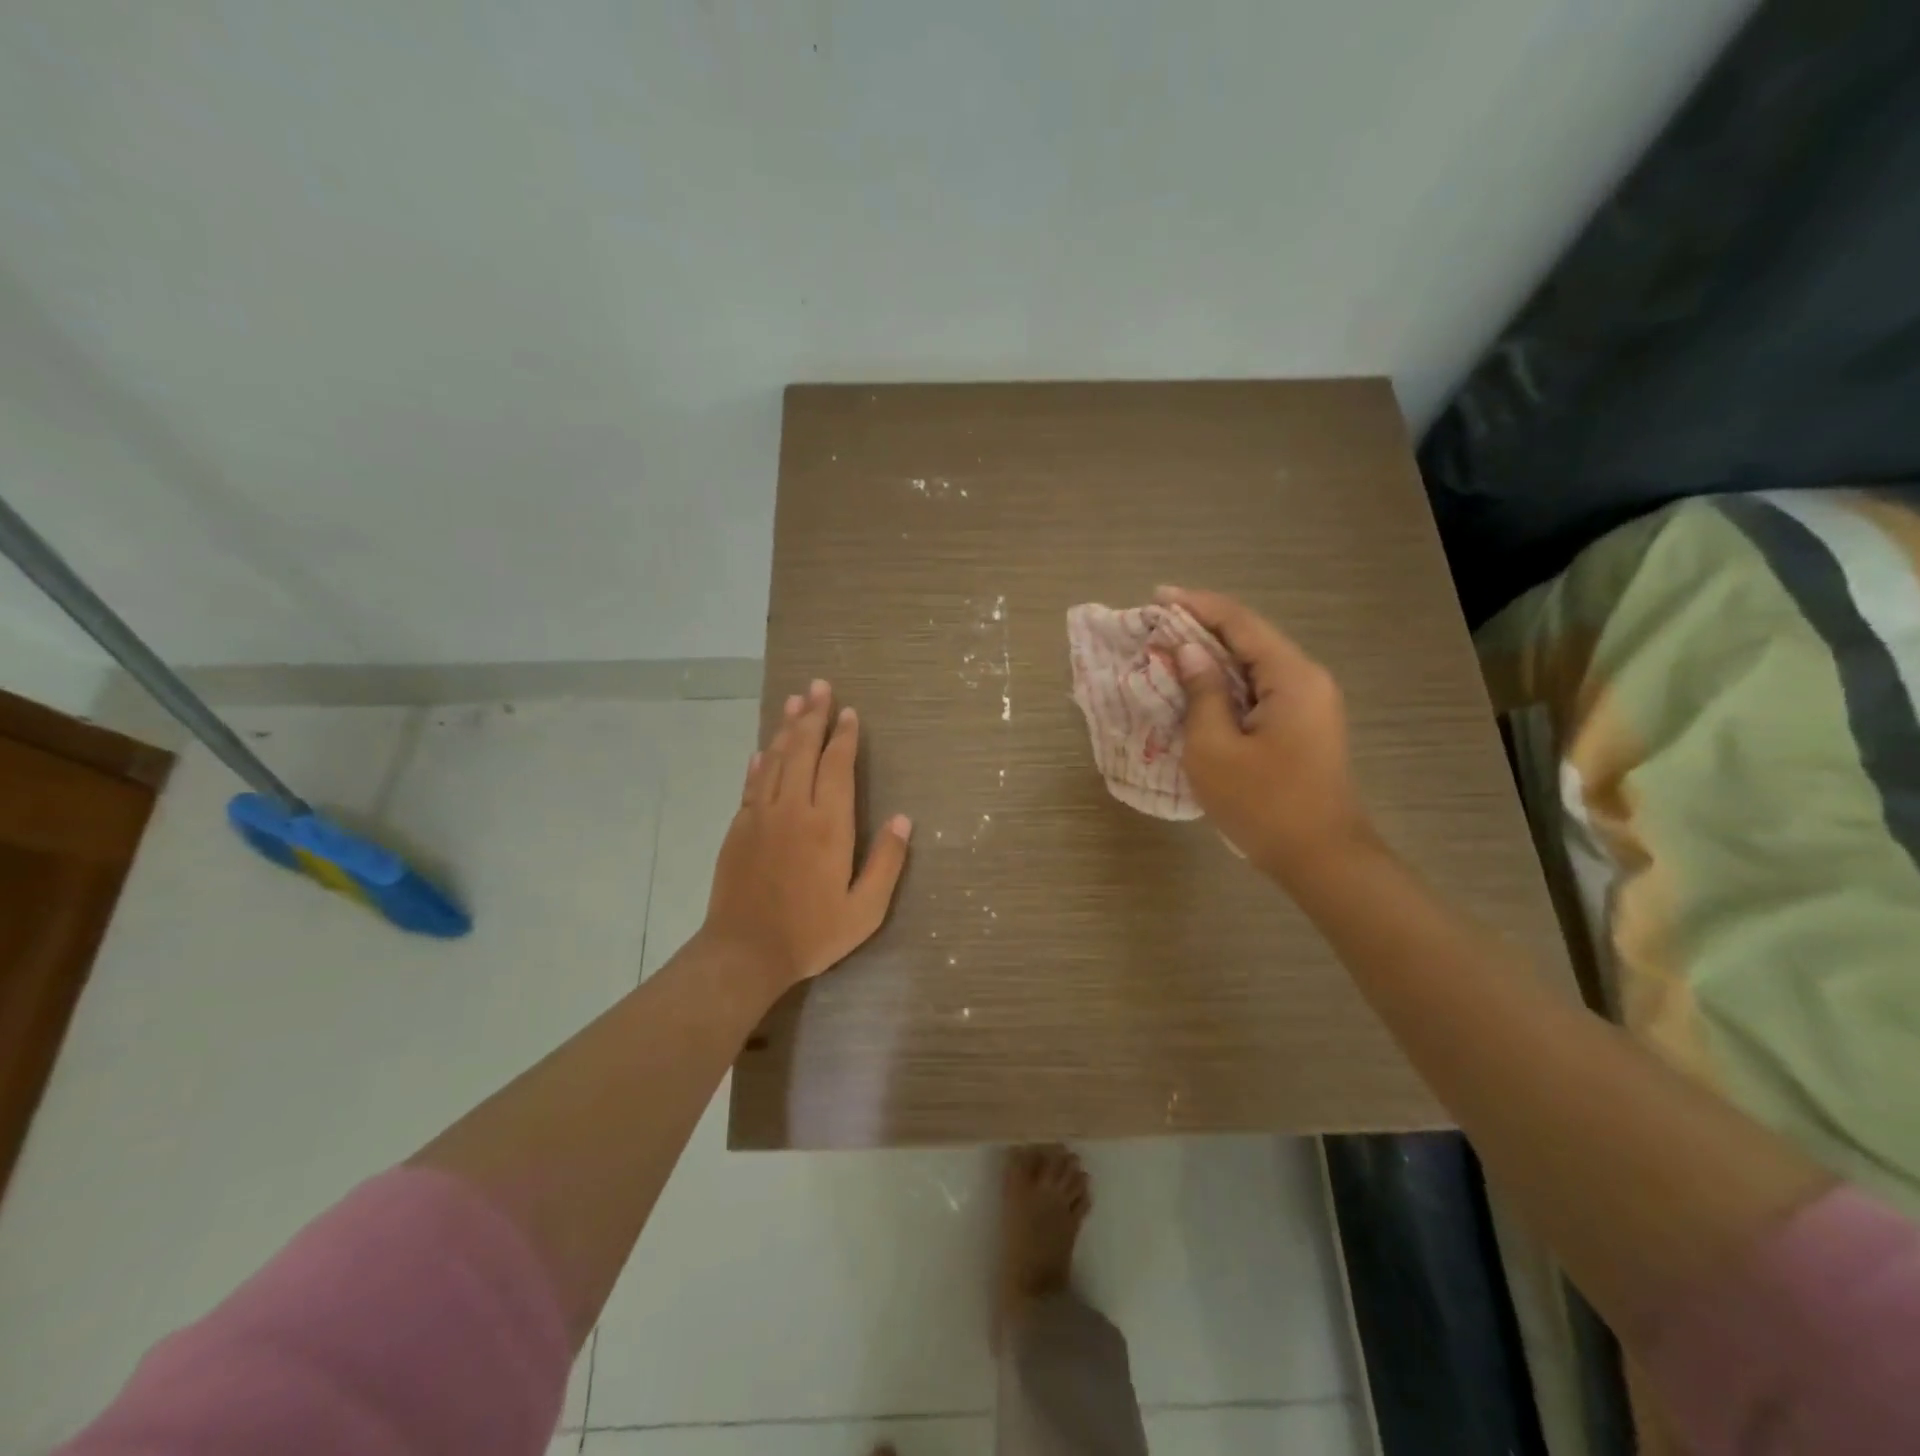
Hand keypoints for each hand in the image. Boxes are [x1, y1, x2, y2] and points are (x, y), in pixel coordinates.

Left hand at [701, 678, 912, 996]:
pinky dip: (760, 762)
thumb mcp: (864, 909)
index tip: (849, 713)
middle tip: (819, 686)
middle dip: (813, 716)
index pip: (837, 766)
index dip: (844, 736)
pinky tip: (764, 750)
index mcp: (828, 825)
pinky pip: (752, 784)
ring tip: (795, 701)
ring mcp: (761, 816)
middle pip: (803, 751)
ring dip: (786, 728)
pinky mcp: (739, 829)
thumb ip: (887, 862)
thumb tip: (904, 820)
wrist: (744, 953)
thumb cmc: (811, 933)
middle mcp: (793, 810)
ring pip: (775, 760)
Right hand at [1158, 586, 1373, 879]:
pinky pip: (1259, 689)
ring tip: (1168, 652)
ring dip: (1213, 656)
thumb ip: (1201, 693)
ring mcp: (1309, 704)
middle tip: (1156, 626)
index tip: (1157, 596)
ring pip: (1254, 665)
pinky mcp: (1303, 726)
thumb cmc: (1263, 804)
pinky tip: (1197, 689)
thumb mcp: (1215, 748)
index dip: (1197, 605)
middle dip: (1202, 628)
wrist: (1322, 859)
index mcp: (1291, 677)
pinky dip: (1226, 683)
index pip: (1240, 623)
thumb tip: (1189, 652)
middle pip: (1250, 638)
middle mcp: (1307, 679)